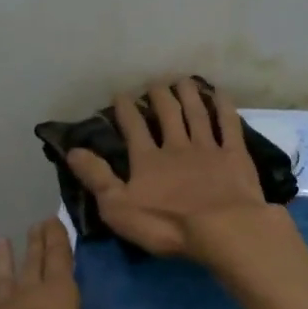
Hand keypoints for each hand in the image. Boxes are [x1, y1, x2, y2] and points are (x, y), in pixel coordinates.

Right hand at [64, 78, 272, 258]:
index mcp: (147, 160)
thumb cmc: (166, 223)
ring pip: (196, 114)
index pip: (133, 128)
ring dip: (188, 95)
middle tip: (155, 84)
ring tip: (183, 80)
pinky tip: (220, 94)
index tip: (120, 95)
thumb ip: (97, 177)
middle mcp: (176, 146)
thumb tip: (72, 150)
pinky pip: (228, 125)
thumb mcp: (119, 207)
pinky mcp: (235, 156)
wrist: (222, 228)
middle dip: (159, 97)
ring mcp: (208, 149)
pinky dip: (224, 107)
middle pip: (167, 114)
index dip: (126, 110)